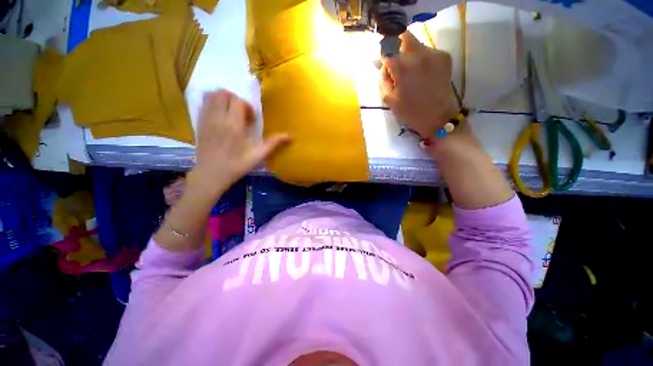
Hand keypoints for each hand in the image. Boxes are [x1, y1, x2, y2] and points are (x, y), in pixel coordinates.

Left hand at [191, 90, 289, 197]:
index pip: (238, 102)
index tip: (251, 120)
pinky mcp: (198, 123)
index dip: (247, 107)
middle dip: (235, 99)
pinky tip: (220, 116)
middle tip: (241, 113)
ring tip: (231, 112)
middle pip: (223, 93)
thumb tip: (290, 136)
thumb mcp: (257, 157)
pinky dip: (213, 103)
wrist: (210, 175)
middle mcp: (218, 118)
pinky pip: (203, 103)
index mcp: (233, 126)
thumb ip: (272, 144)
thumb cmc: (235, 166)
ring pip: (211, 95)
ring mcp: (206, 119)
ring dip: (223, 99)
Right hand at [380, 31, 458, 138]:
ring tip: (411, 72)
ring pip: (415, 43)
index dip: (382, 54)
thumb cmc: (410, 112)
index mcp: (401, 66)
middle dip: (395, 45)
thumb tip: (383, 65)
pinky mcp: (444, 56)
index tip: (383, 62)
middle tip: (395, 61)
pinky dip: (421, 58)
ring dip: (409, 53)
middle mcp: (418, 53)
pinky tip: (422, 74)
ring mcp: (433, 53)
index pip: (386, 47)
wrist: (438, 118)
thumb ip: (382, 79)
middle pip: (402, 35)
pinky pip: (427, 50)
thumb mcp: (388, 99)